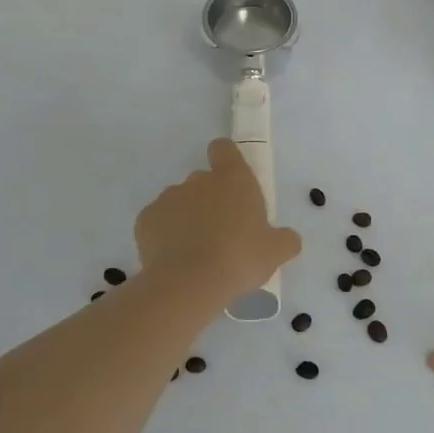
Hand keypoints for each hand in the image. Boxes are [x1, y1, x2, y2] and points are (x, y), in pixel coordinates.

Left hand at [135, 140, 301, 302]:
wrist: (189, 283)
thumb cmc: (240, 258)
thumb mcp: (276, 252)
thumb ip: (285, 240)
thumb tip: (288, 238)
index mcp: (233, 179)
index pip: (224, 149)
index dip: (227, 159)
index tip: (231, 181)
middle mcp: (198, 181)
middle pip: (203, 181)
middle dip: (210, 200)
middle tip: (222, 233)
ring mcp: (168, 198)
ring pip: (180, 202)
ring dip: (188, 218)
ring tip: (196, 252)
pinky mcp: (145, 220)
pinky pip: (159, 222)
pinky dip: (165, 236)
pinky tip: (175, 259)